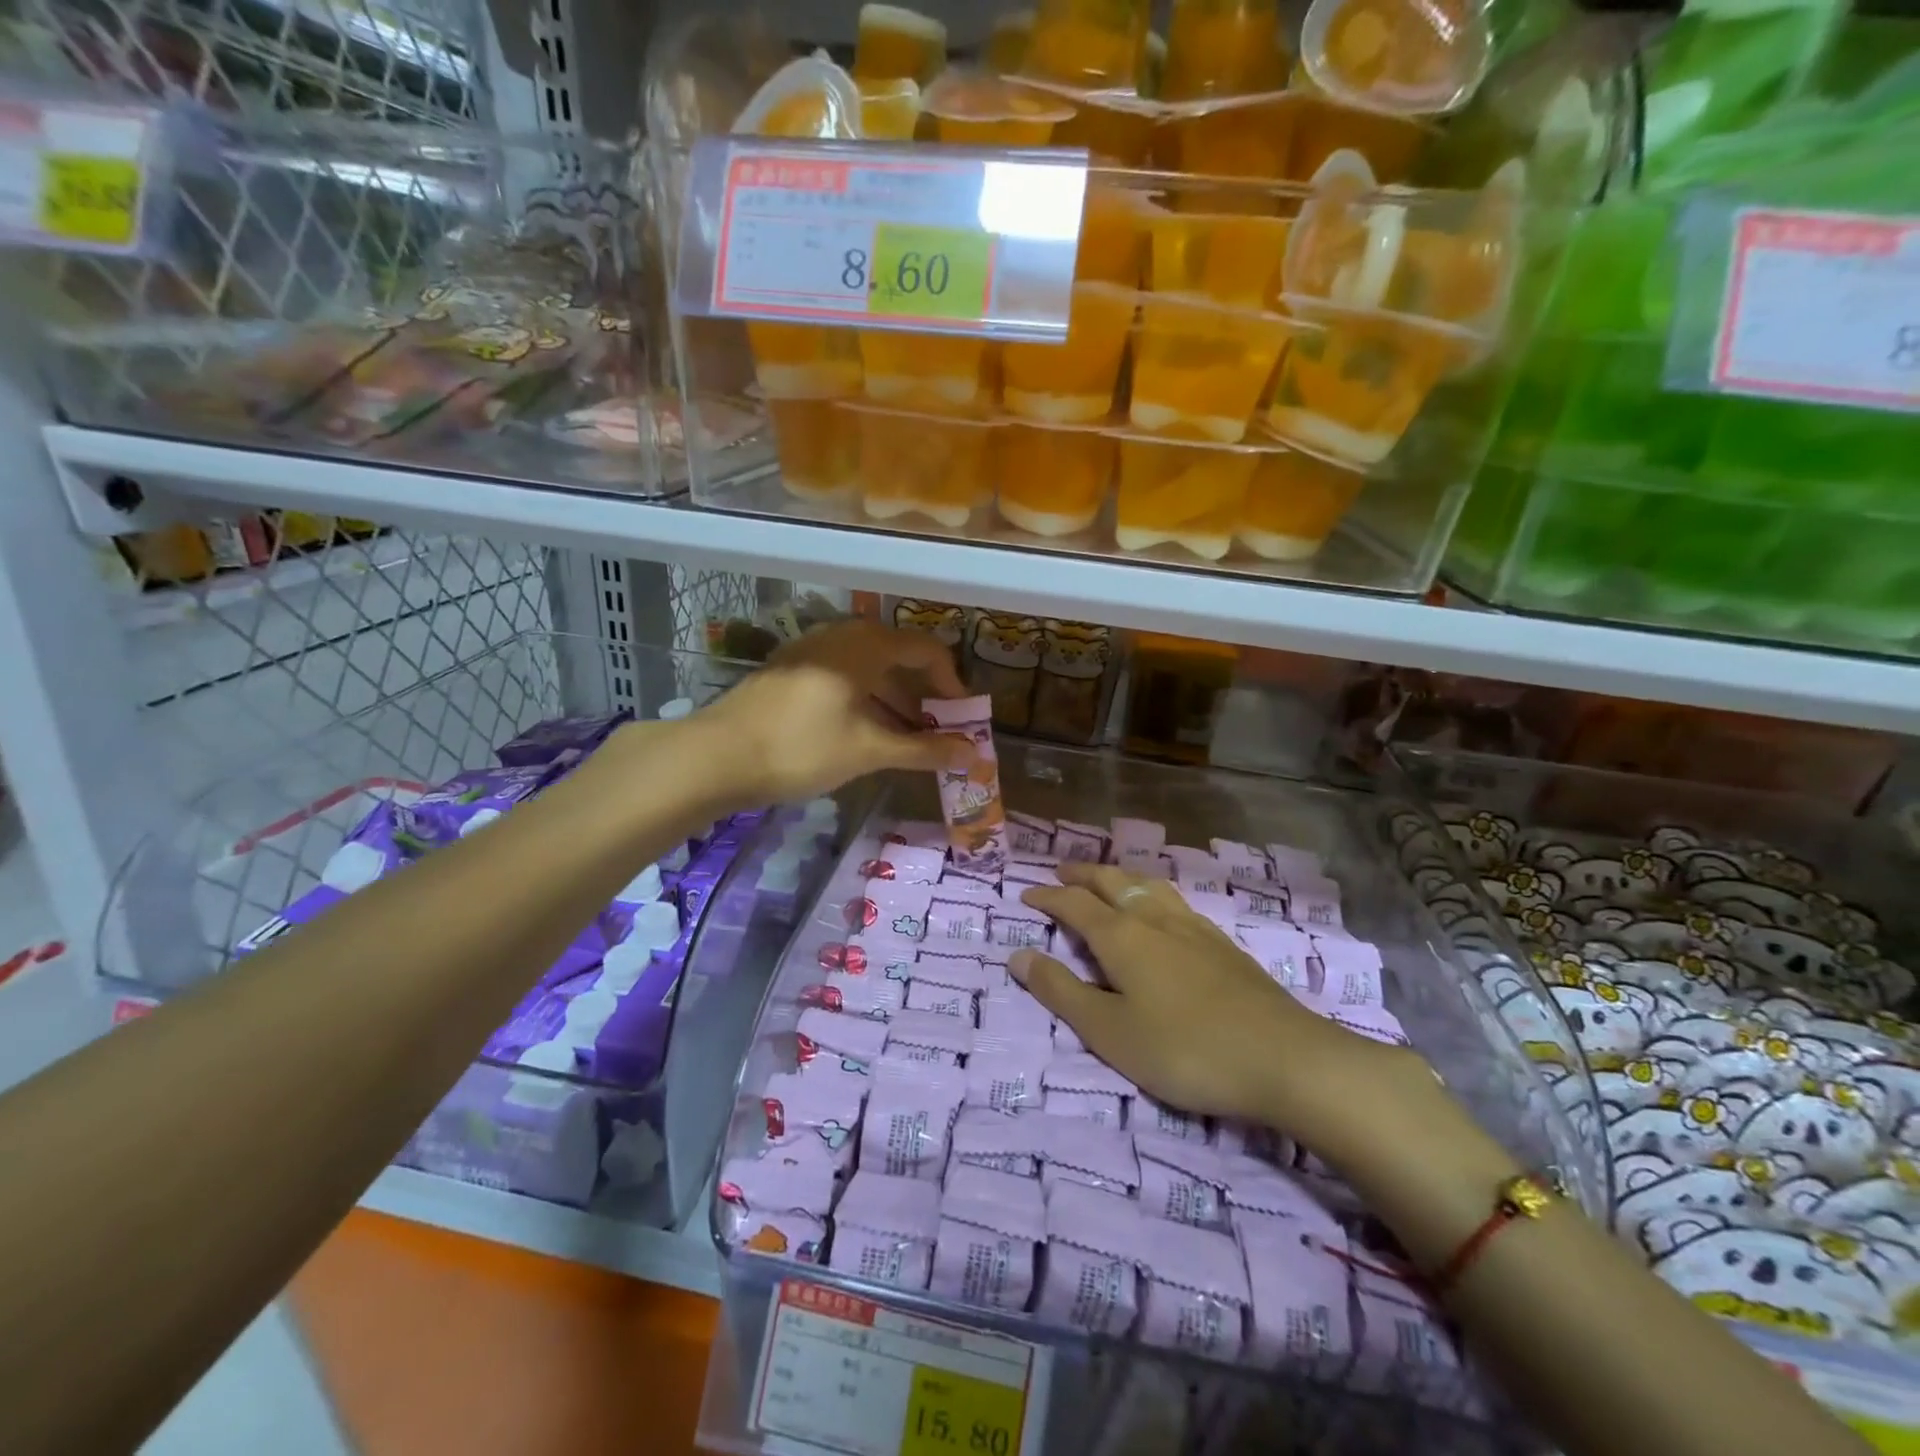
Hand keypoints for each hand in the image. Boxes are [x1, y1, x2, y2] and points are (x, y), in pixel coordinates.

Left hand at [697, 620, 972, 802]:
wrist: (717, 756)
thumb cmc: (803, 746)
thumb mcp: (869, 750)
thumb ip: (924, 749)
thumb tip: (973, 754)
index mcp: (865, 645)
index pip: (926, 649)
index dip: (951, 681)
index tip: (961, 716)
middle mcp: (839, 637)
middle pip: (896, 657)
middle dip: (921, 694)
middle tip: (936, 729)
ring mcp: (809, 652)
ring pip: (866, 669)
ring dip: (892, 700)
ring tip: (904, 738)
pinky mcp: (788, 671)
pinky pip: (840, 677)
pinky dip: (862, 700)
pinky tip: (861, 733)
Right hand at [1009, 863, 1433, 1154]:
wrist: (1284, 1057)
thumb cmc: (1184, 1049)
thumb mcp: (1109, 1032)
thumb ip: (1062, 992)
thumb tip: (1018, 955)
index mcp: (1122, 936)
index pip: (1074, 904)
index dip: (1047, 897)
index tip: (1026, 894)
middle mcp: (1155, 919)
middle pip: (1113, 882)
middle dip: (1083, 875)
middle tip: (1062, 872)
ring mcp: (1194, 928)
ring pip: (1148, 886)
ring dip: (1119, 877)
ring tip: (1108, 879)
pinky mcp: (1223, 944)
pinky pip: (1174, 901)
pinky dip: (1151, 894)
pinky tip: (1162, 911)